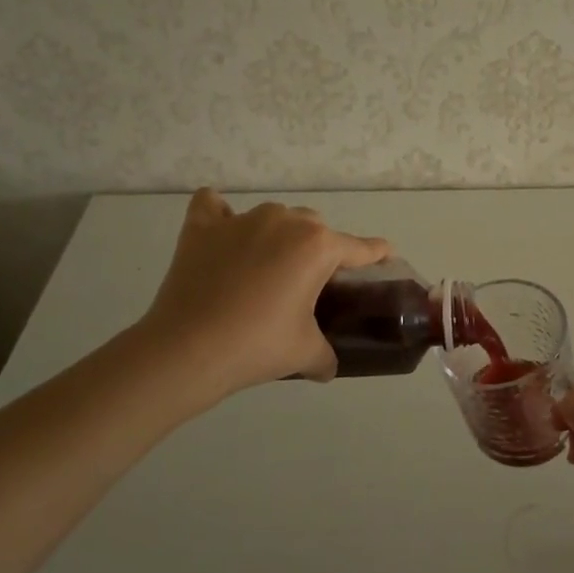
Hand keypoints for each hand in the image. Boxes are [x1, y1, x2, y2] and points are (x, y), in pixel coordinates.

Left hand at [141, 189, 389, 397]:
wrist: (187, 351)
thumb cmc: (256, 347)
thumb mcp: (306, 354)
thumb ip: (327, 355)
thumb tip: (328, 366)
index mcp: (318, 247)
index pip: (361, 247)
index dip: (378, 253)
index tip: (386, 256)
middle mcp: (285, 222)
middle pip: (316, 227)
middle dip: (319, 250)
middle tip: (309, 285)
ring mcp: (241, 220)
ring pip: (274, 217)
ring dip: (278, 236)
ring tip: (266, 269)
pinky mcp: (202, 227)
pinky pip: (214, 207)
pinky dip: (221, 217)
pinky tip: (222, 235)